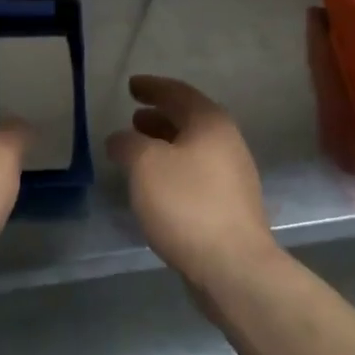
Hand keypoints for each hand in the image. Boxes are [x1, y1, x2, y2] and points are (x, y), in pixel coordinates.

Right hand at [108, 75, 278, 291]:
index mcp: (210, 122)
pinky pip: (196, 174)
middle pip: (188, 119)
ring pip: (192, 148)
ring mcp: (233, 176)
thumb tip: (120, 139)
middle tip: (133, 118)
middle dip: (159, 116)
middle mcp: (227, 142)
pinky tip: (156, 186)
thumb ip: (127, 143)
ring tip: (138, 151)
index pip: (177, 92)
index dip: (152, 87)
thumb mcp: (145, 164)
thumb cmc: (187, 204)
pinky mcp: (231, 206)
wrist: (234, 268)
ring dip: (165, 144)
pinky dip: (173, 169)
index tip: (131, 86)